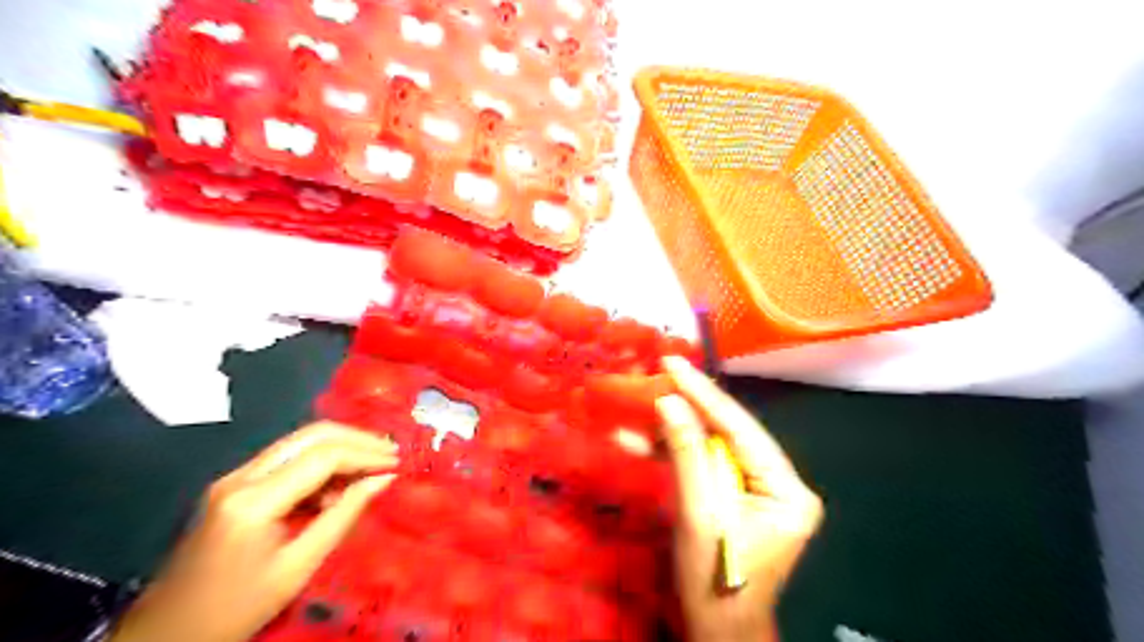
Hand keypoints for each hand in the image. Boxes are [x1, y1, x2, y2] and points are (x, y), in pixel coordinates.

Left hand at [109, 420, 398, 641]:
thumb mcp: (299, 566)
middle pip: (311, 435)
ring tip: (371, 470)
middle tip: (391, 454)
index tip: (397, 464)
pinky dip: (321, 464)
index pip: (323, 456)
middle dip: (357, 439)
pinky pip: (288, 459)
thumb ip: (344, 515)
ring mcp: (234, 477)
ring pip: (300, 442)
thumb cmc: (237, 608)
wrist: (168, 633)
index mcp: (254, 501)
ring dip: (341, 448)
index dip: (366, 454)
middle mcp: (241, 476)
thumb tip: (385, 479)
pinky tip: (337, 487)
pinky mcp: (235, 484)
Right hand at [652, 359, 823, 640]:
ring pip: (711, 447)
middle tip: (657, 375)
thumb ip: (687, 453)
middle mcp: (778, 482)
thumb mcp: (700, 514)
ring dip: (672, 432)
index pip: (741, 428)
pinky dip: (671, 455)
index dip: (704, 394)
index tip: (673, 362)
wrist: (716, 632)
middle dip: (687, 408)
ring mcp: (756, 489)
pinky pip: (702, 466)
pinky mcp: (734, 495)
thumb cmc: (716, 581)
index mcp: (787, 489)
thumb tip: (669, 401)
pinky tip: (639, 441)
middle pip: (727, 433)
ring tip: (640, 408)